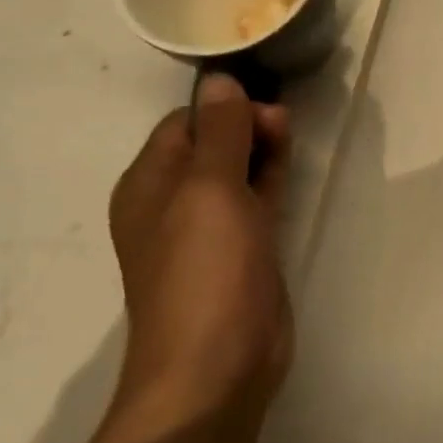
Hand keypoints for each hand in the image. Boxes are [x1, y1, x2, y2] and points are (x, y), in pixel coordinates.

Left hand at [104, 74, 292, 439]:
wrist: (217, 364)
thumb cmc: (205, 269)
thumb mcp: (209, 189)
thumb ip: (220, 131)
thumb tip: (219, 79)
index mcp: (149, 184)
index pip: (185, 123)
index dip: (224, 108)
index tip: (265, 105)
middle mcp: (174, 202)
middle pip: (212, 143)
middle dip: (247, 124)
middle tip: (285, 123)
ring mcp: (210, 228)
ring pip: (237, 169)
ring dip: (262, 146)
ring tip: (292, 133)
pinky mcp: (243, 248)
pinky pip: (255, 197)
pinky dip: (272, 175)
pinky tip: (292, 161)